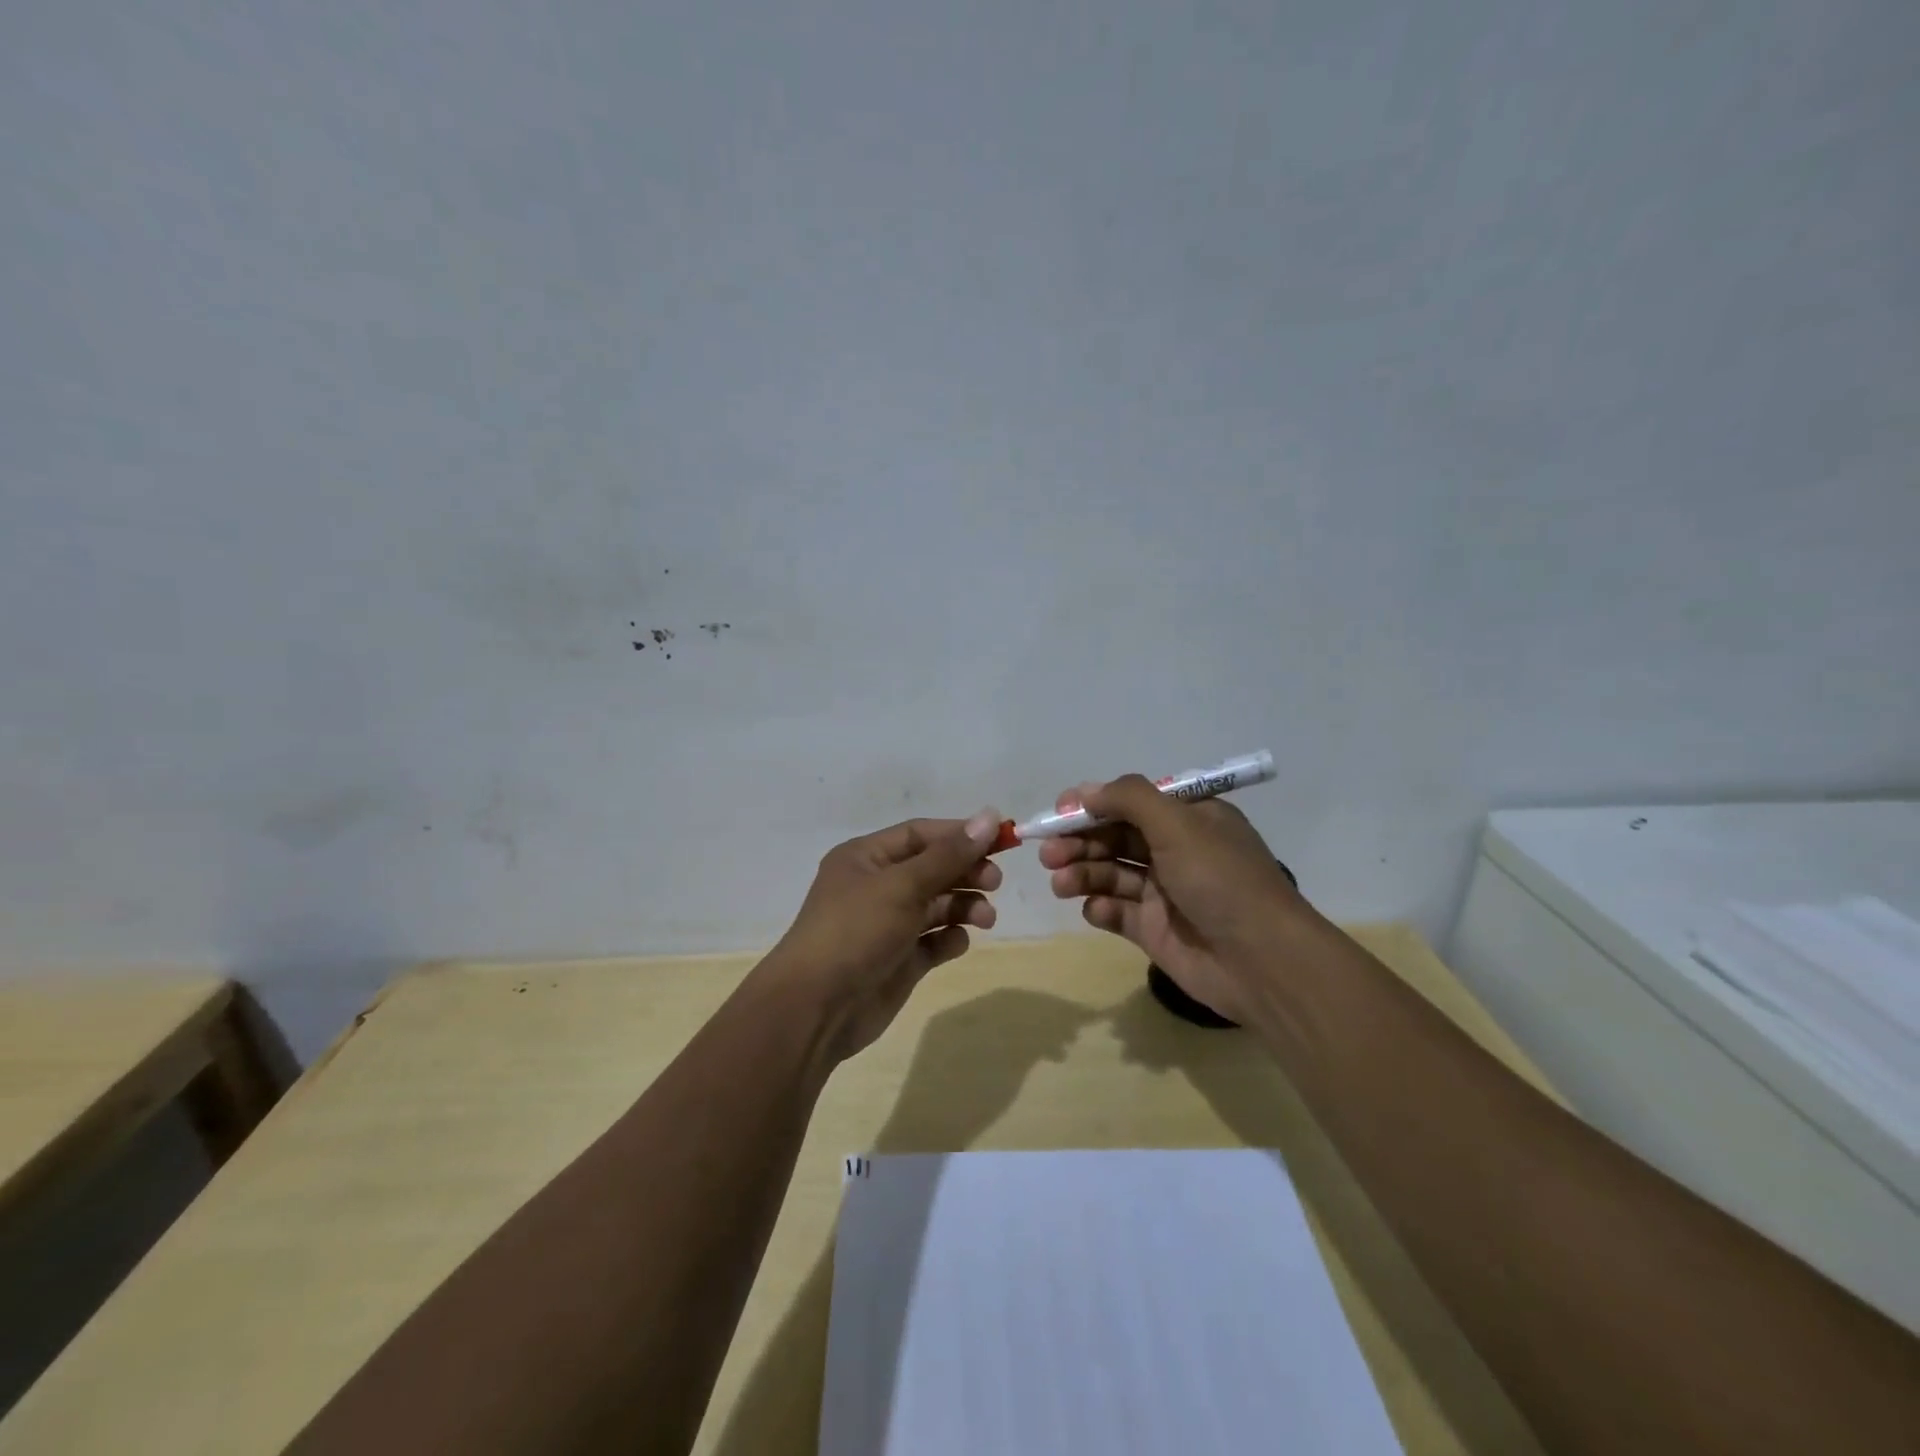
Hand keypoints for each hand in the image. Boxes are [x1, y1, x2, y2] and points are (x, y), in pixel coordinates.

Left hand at [767, 809, 1003, 1059]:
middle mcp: (877, 886)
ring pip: (937, 905)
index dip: (960, 834)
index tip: (1001, 839)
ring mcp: (888, 925)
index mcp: (866, 857)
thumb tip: (990, 816)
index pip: (921, 834)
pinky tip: (955, 943)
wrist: (816, 1008)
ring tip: (986, 918)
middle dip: (966, 871)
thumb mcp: (903, 885)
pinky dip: (950, 938)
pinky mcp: (899, 960)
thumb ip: (949, 855)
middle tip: (995, 882)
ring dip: (965, 906)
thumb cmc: (856, 931)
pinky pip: (933, 940)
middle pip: (933, 868)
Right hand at [1038, 776, 1302, 1023]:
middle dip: (1079, 842)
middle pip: (1114, 838)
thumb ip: (1128, 799)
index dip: (1093, 805)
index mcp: (1189, 819)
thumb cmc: (1220, 880)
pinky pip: (1116, 912)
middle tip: (1049, 853)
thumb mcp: (1177, 824)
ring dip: (1082, 873)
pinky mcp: (1153, 930)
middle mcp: (1175, 851)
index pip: (1131, 803)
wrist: (1260, 961)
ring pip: (1110, 874)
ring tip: (1060, 882)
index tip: (1059, 812)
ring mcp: (1163, 893)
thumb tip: (1084, 791)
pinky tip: (1096, 910)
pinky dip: (1100, 908)